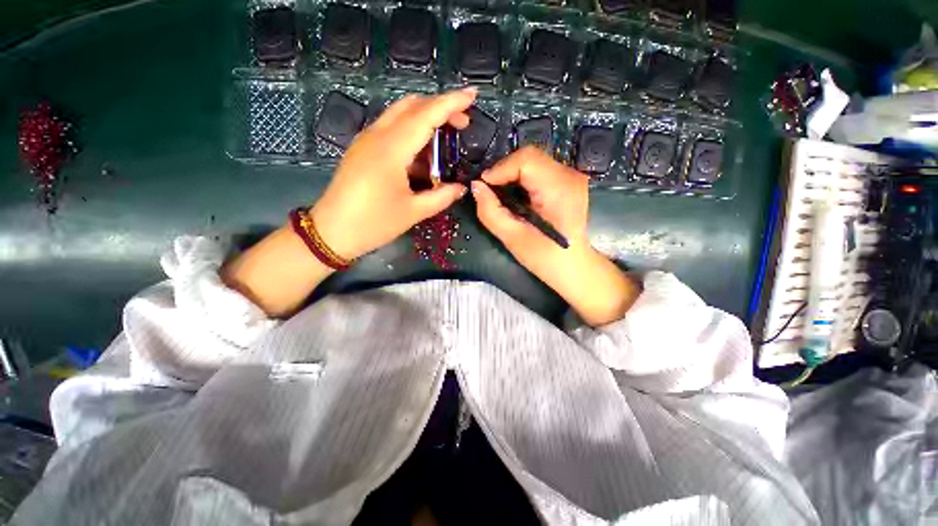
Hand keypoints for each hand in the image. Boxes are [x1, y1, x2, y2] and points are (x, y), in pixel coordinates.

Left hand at [310, 88, 476, 259]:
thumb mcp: (413, 212)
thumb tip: (461, 188)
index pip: (426, 115)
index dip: (451, 103)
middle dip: (440, 107)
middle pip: (411, 105)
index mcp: (391, 149)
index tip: (473, 95)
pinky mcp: (362, 150)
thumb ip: (441, 197)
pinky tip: (422, 152)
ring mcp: (366, 141)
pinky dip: (411, 131)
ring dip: (425, 117)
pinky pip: (390, 129)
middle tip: (462, 123)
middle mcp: (377, 136)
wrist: (331, 233)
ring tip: (445, 137)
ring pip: (399, 114)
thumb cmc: (373, 223)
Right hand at [472, 147, 640, 325]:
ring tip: (500, 195)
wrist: (575, 267)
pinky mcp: (568, 181)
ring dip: (511, 174)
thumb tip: (476, 186)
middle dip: (504, 171)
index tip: (484, 186)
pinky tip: (516, 196)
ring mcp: (571, 177)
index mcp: (559, 190)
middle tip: (490, 192)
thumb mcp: (513, 239)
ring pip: (533, 161)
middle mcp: (569, 176)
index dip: (500, 169)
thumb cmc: (545, 258)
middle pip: (529, 157)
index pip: (526, 160)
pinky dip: (521, 178)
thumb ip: (491, 212)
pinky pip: (539, 170)